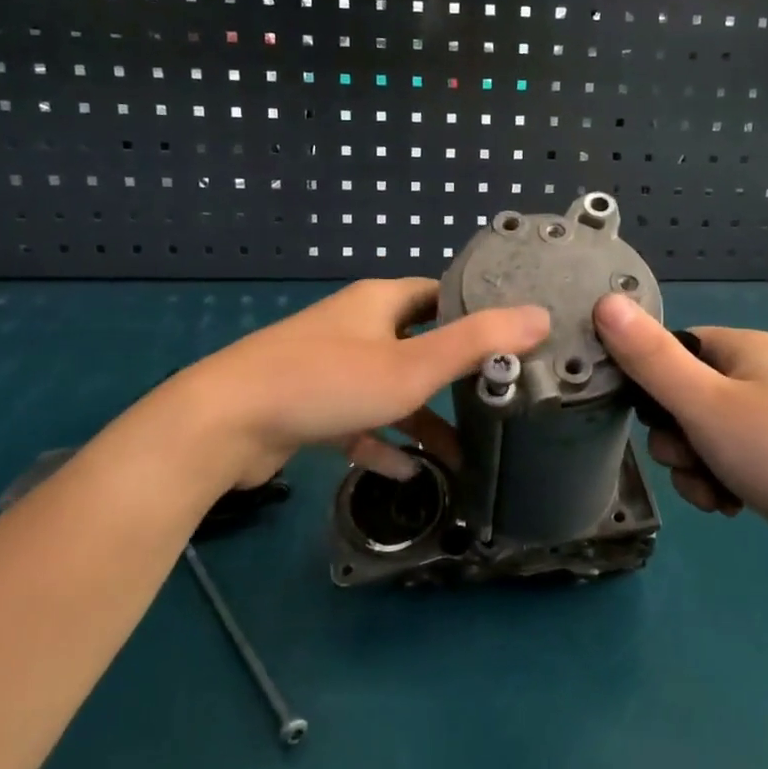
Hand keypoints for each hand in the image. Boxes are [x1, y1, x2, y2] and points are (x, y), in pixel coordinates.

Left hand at [156, 279, 549, 489]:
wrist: (226, 423)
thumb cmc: (328, 382)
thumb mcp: (413, 365)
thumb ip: (478, 343)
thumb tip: (541, 316)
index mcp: (378, 303)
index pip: (438, 295)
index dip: (474, 312)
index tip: (510, 341)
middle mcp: (353, 327)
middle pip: (416, 343)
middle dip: (452, 374)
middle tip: (493, 399)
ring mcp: (327, 367)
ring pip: (388, 389)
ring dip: (421, 419)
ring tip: (460, 454)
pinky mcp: (307, 407)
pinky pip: (358, 422)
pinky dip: (383, 443)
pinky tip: (406, 473)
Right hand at [593, 293, 767, 591]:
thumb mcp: (705, 405)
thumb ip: (650, 359)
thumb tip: (604, 300)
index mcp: (744, 348)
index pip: (672, 349)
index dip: (651, 384)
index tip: (653, 419)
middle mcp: (760, 377)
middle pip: (683, 399)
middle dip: (676, 440)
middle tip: (694, 460)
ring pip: (702, 438)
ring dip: (695, 469)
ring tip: (718, 494)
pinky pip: (728, 463)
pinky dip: (720, 484)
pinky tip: (734, 507)